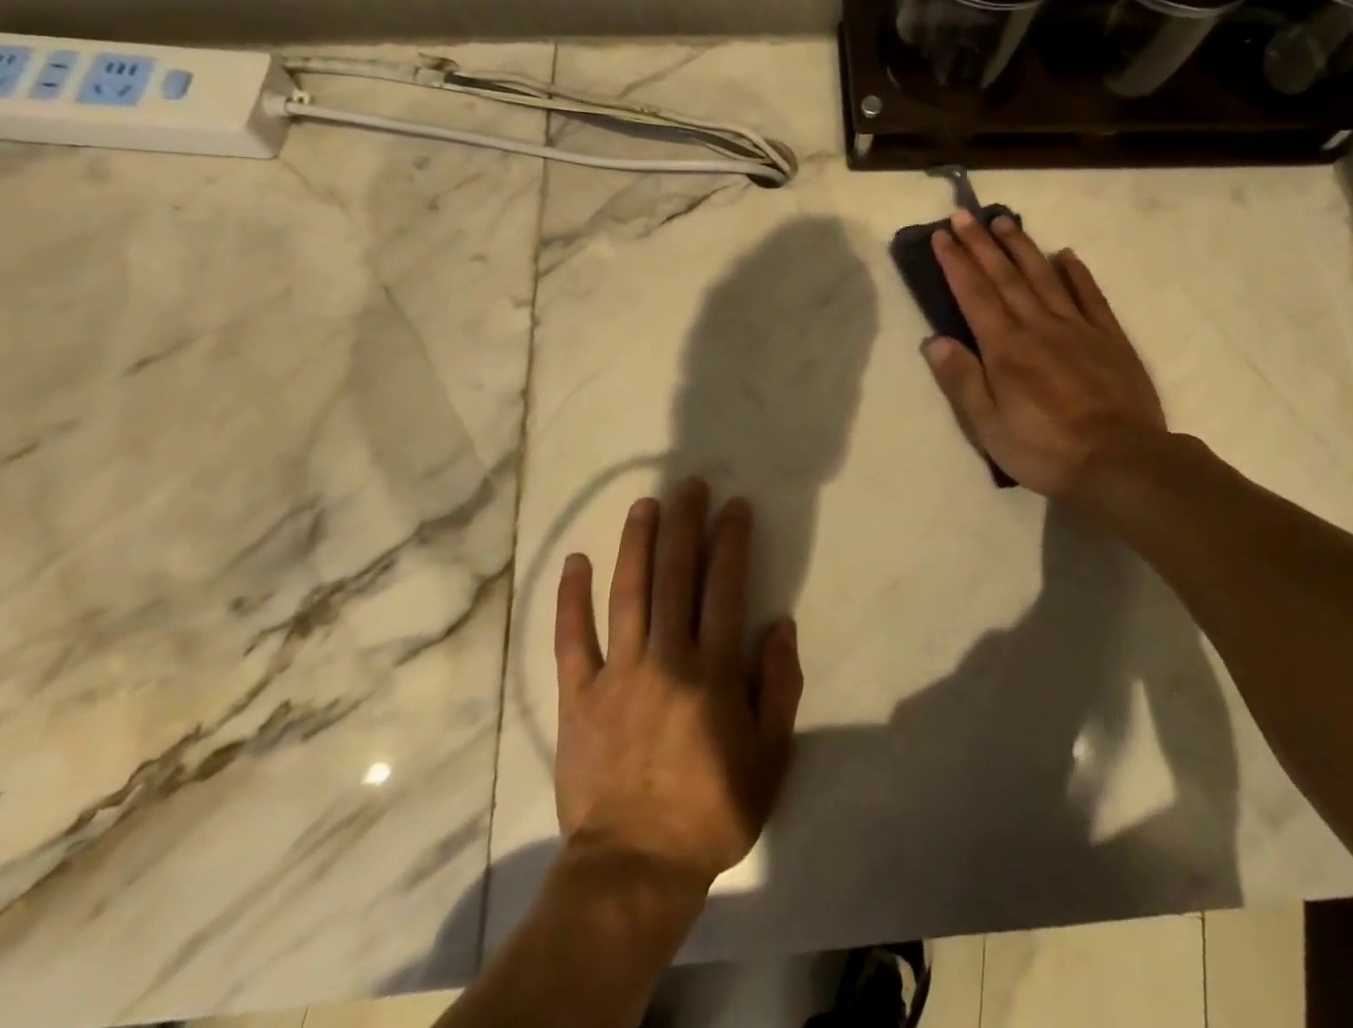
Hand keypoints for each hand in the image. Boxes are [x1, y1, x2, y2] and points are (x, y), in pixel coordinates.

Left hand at [553, 478, 803, 887]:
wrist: (635, 867)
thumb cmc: (712, 811)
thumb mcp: (770, 757)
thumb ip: (779, 687)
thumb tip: (780, 625)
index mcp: (713, 671)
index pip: (724, 588)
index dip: (731, 541)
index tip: (734, 506)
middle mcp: (666, 658)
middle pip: (676, 576)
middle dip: (685, 525)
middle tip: (689, 485)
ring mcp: (618, 673)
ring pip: (628, 593)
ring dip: (637, 543)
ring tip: (645, 504)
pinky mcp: (578, 695)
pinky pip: (572, 639)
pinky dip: (572, 598)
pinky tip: (576, 561)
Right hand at [924, 209, 1168, 509]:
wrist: (1123, 461)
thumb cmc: (1047, 450)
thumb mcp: (990, 427)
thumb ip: (962, 381)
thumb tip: (935, 341)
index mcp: (1006, 348)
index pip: (974, 294)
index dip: (956, 262)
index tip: (942, 234)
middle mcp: (1038, 326)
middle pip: (1005, 276)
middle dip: (982, 244)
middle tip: (965, 214)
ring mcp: (1078, 328)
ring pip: (1044, 276)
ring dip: (1021, 247)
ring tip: (1004, 221)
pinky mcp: (1109, 338)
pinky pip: (1090, 296)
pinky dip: (1076, 273)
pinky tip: (1066, 254)